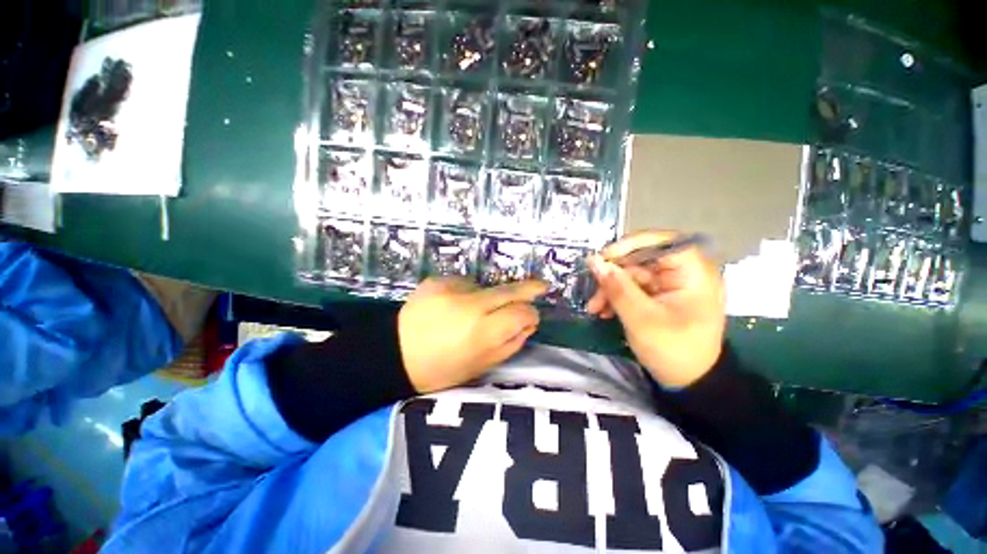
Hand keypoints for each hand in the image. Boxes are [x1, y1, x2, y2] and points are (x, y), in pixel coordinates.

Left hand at [399, 277, 547, 392]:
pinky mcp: (438, 279)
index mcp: (482, 332)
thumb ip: (510, 344)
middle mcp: (471, 304)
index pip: (521, 313)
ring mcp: (452, 288)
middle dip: (528, 288)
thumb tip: (527, 323)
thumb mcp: (480, 366)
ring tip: (468, 315)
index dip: (530, 315)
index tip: (531, 318)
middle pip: (509, 290)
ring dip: (488, 298)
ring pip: (486, 287)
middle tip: (541, 286)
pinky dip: (465, 294)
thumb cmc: (440, 369)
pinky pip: (464, 284)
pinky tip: (451, 307)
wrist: (393, 353)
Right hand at [586, 230, 724, 387]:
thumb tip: (594, 261)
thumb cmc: (673, 350)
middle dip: (613, 276)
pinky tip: (604, 312)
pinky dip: (616, 298)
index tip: (604, 258)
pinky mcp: (659, 296)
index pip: (662, 241)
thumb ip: (617, 287)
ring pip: (632, 275)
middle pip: (641, 259)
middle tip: (593, 294)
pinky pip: (632, 288)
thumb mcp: (641, 319)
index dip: (631, 245)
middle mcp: (683, 273)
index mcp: (693, 273)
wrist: (688, 382)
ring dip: (610, 290)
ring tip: (595, 309)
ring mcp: (670, 285)